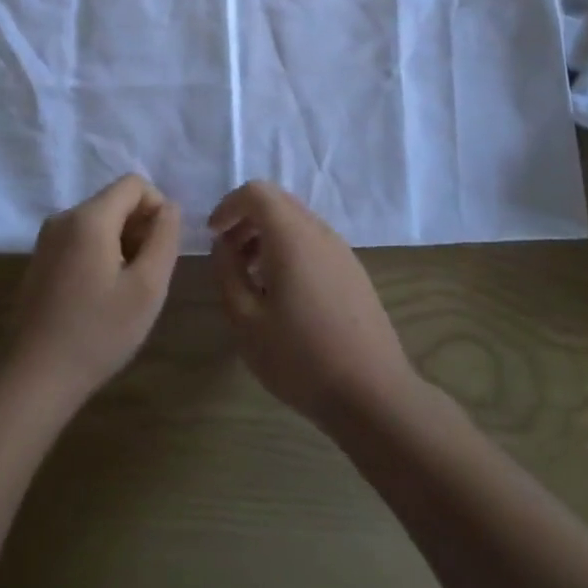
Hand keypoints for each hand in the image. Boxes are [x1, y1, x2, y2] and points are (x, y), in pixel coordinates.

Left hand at [2, 175, 182, 410]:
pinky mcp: (39, 260)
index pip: (134, 184)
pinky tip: (101, 298)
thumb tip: (169, 208)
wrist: (33, 379)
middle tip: (146, 276)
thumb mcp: (147, 288)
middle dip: (139, 229)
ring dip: (121, 244)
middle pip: (115, 201)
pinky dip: (100, 256)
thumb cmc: (96, 333)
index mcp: (89, 217)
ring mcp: (47, 239)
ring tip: (124, 291)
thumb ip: (164, 238)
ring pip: (98, 222)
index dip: (157, 208)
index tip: (161, 250)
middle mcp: (64, 218)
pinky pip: (80, 240)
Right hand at [210, 181, 420, 430]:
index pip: (257, 192)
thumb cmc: (301, 358)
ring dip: (267, 236)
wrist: (374, 394)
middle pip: (278, 202)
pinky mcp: (354, 271)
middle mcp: (319, 232)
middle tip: (228, 255)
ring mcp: (342, 251)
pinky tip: (283, 294)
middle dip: (246, 219)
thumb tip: (222, 245)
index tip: (213, 235)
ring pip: (297, 222)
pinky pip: (314, 242)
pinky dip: (289, 250)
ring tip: (251, 278)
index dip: (229, 206)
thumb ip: (227, 273)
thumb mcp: (246, 321)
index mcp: (292, 236)